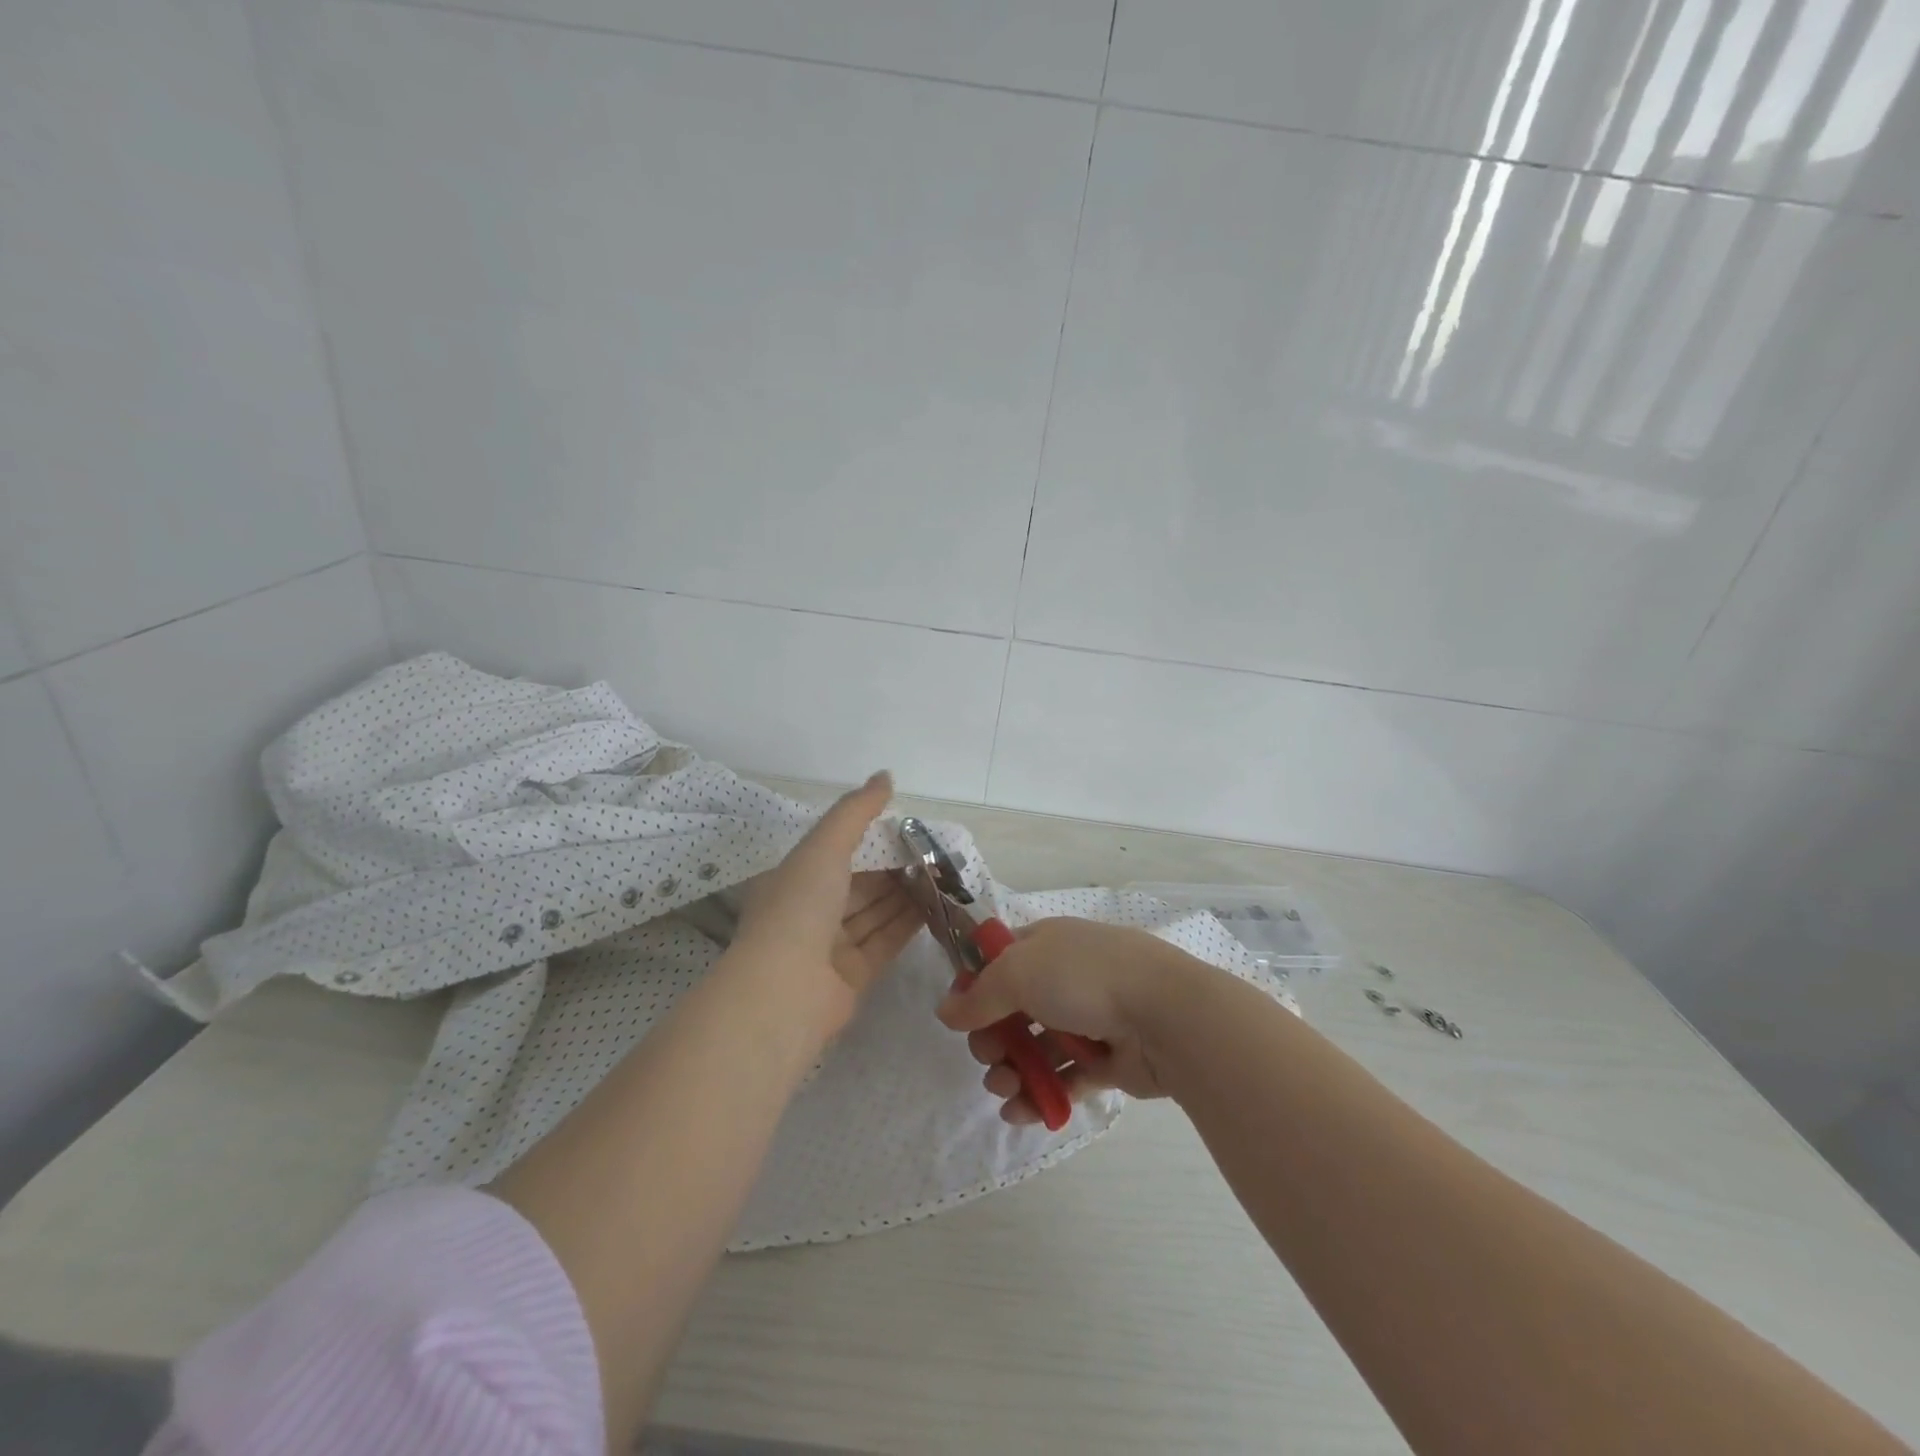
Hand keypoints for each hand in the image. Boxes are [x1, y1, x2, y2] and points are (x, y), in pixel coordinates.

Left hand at [730, 772, 921, 1035]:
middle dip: (893, 868)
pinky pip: (884, 941)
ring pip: (874, 912)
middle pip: (859, 883)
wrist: (786, 990)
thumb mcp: (825, 845)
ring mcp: (830, 946)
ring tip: (942, 875)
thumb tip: (885, 776)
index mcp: (795, 878)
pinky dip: (907, 924)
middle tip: (934, 853)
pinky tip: (936, 906)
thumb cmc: (800, 906)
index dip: (870, 838)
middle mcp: (810, 910)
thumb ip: (856, 810)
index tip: (906, 828)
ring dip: (905, 894)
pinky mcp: (853, 975)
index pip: (836, 851)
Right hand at [935, 917, 1211, 1123]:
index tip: (960, 1016)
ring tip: (1005, 1090)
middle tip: (988, 1057)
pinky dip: (1040, 1095)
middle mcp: (1064, 978)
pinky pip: (1063, 1079)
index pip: (999, 962)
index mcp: (1046, 945)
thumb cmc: (1085, 978)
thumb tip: (945, 1011)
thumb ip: (979, 995)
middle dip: (992, 1039)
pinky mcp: (1105, 1061)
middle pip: (1013, 1011)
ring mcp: (1087, 1020)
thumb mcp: (1019, 973)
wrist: (1165, 1015)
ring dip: (1011, 1072)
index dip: (976, 988)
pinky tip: (1020, 1112)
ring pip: (1036, 1049)